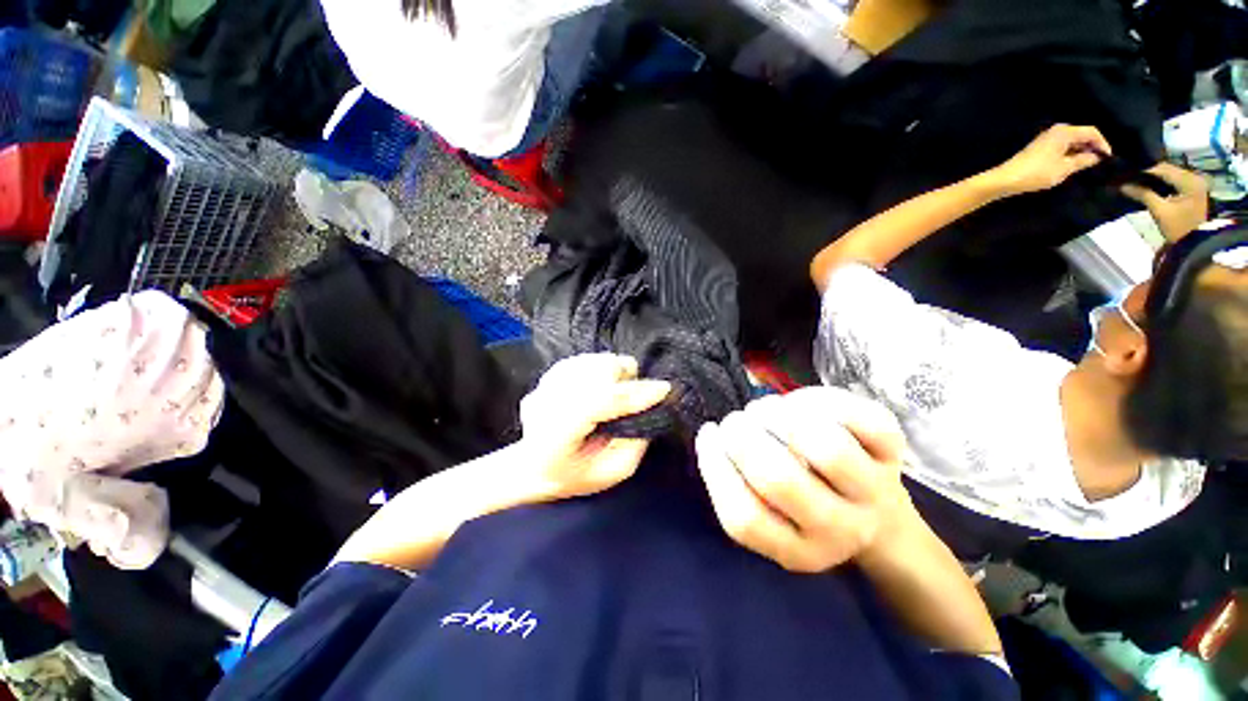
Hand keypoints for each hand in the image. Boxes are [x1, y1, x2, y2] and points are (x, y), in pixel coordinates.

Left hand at [518, 353, 670, 500]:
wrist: (532, 466)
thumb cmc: (574, 476)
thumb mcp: (611, 472)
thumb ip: (635, 443)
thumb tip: (651, 408)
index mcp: (557, 434)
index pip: (599, 402)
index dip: (634, 394)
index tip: (664, 389)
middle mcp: (547, 402)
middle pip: (597, 370)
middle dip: (625, 379)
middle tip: (632, 398)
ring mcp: (544, 385)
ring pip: (594, 360)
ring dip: (614, 373)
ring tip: (614, 394)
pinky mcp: (548, 374)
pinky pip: (586, 359)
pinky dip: (601, 369)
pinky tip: (598, 388)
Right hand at [694, 388, 915, 572]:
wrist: (881, 523)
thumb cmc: (807, 513)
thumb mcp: (770, 520)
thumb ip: (737, 487)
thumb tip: (713, 438)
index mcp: (798, 552)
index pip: (744, 518)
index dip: (715, 467)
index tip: (708, 434)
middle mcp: (839, 530)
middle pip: (780, 479)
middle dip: (742, 436)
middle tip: (734, 420)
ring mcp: (873, 491)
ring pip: (825, 446)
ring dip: (779, 415)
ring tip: (764, 409)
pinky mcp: (894, 454)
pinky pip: (861, 418)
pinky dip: (819, 399)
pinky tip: (798, 402)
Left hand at [987, 124, 1110, 196]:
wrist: (1005, 179)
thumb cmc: (1036, 173)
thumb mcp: (1064, 168)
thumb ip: (1083, 161)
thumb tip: (1096, 157)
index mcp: (1064, 132)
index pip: (1091, 132)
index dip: (1103, 144)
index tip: (1109, 157)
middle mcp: (1056, 131)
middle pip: (1081, 135)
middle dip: (1092, 147)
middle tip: (1100, 162)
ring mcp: (1047, 139)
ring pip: (1072, 142)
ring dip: (1081, 151)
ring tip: (1089, 165)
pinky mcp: (1040, 148)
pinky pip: (1062, 147)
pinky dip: (1070, 154)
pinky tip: (1073, 165)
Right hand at [1121, 163, 1209, 241]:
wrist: (1197, 244)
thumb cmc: (1179, 228)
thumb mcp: (1160, 211)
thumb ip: (1143, 195)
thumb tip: (1123, 185)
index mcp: (1188, 179)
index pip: (1162, 168)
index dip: (1143, 170)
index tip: (1126, 175)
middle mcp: (1194, 177)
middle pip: (1167, 169)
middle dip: (1149, 173)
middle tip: (1130, 178)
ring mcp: (1195, 183)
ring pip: (1170, 175)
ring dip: (1155, 178)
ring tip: (1138, 182)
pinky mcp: (1193, 190)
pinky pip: (1175, 181)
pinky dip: (1162, 183)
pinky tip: (1151, 187)